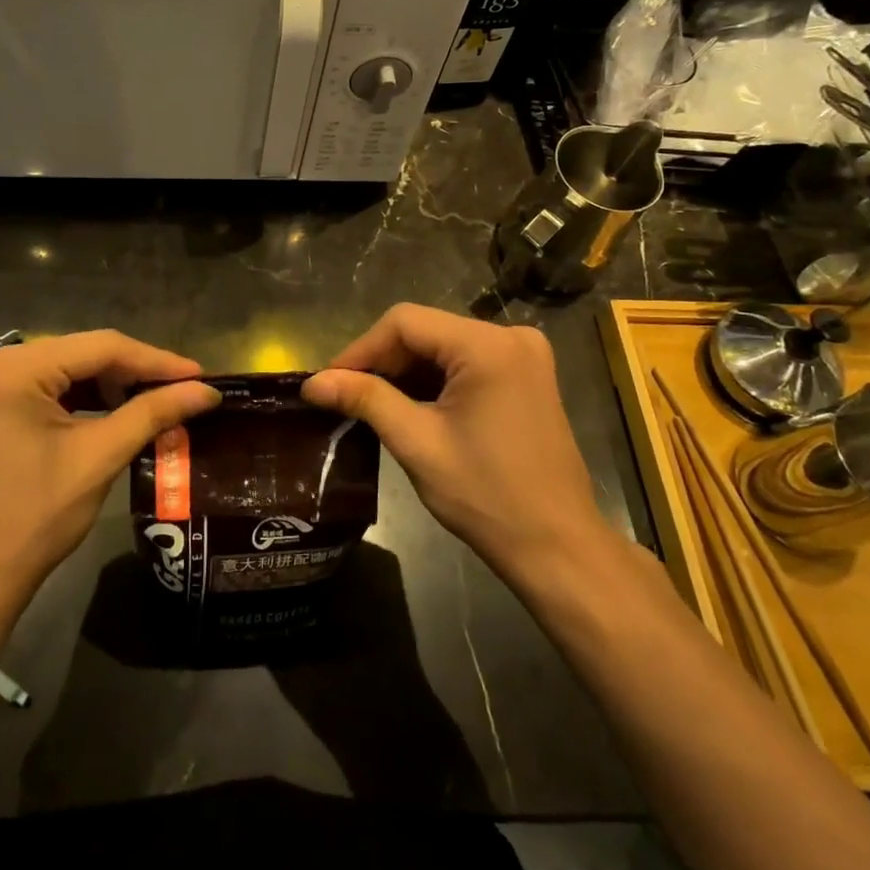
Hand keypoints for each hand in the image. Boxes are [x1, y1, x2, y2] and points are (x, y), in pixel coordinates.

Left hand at [0, 332, 219, 625]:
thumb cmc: (33, 517)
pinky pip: (50, 386)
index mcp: (14, 368)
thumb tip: (207, 391)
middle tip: (185, 389)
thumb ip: (153, 413)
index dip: (156, 360)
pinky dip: (87, 397)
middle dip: (136, 372)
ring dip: (114, 384)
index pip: (101, 347)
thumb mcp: (99, 458)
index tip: (201, 375)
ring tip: (160, 400)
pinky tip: (120, 409)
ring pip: (70, 368)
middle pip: (84, 353)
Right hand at [302, 305, 611, 587]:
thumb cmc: (486, 496)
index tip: (327, 381)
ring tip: (368, 403)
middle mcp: (511, 337)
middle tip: (343, 395)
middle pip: (425, 331)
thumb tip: (312, 382)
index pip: (405, 322)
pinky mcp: (527, 377)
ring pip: (443, 346)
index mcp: (488, 346)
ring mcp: (524, 356)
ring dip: (405, 372)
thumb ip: (365, 399)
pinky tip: (409, 406)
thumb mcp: (417, 443)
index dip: (360, 348)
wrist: (557, 546)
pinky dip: (434, 380)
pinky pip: (466, 363)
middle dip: (382, 361)